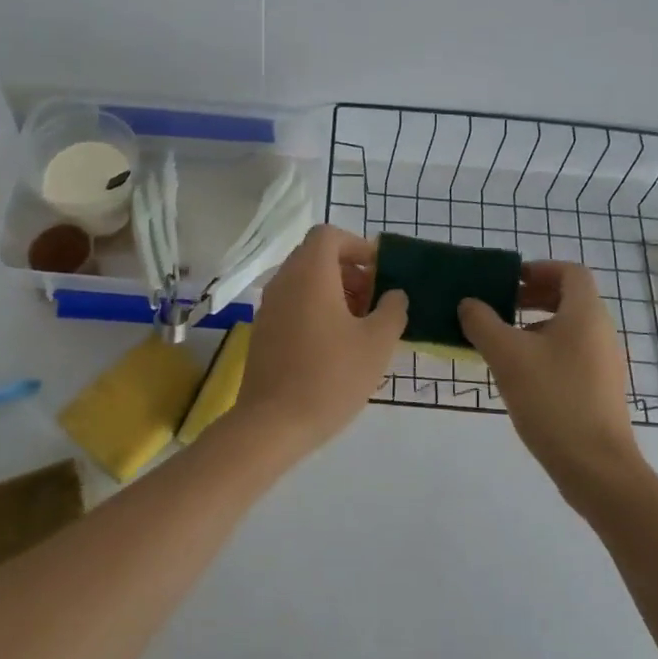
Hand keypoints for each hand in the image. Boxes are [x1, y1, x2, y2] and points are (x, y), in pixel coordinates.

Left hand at [235, 225, 407, 450]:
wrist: (273, 423)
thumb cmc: (331, 376)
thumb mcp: (377, 343)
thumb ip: (392, 310)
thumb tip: (394, 294)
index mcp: (310, 273)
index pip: (328, 235)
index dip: (357, 246)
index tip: (380, 273)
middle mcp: (284, 281)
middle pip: (316, 256)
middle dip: (349, 271)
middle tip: (374, 301)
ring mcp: (269, 306)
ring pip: (304, 281)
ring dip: (334, 291)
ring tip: (360, 325)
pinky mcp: (263, 331)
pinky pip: (292, 303)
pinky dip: (315, 309)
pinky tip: (335, 344)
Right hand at [458, 262, 645, 508]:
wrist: (596, 467)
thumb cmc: (552, 399)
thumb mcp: (507, 356)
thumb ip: (483, 323)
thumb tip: (469, 304)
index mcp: (585, 314)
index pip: (570, 272)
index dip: (539, 269)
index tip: (509, 281)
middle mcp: (600, 332)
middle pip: (570, 298)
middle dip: (533, 296)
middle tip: (499, 306)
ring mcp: (603, 363)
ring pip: (568, 328)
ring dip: (535, 325)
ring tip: (501, 342)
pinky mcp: (599, 389)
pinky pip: (571, 354)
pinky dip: (545, 350)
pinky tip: (519, 374)